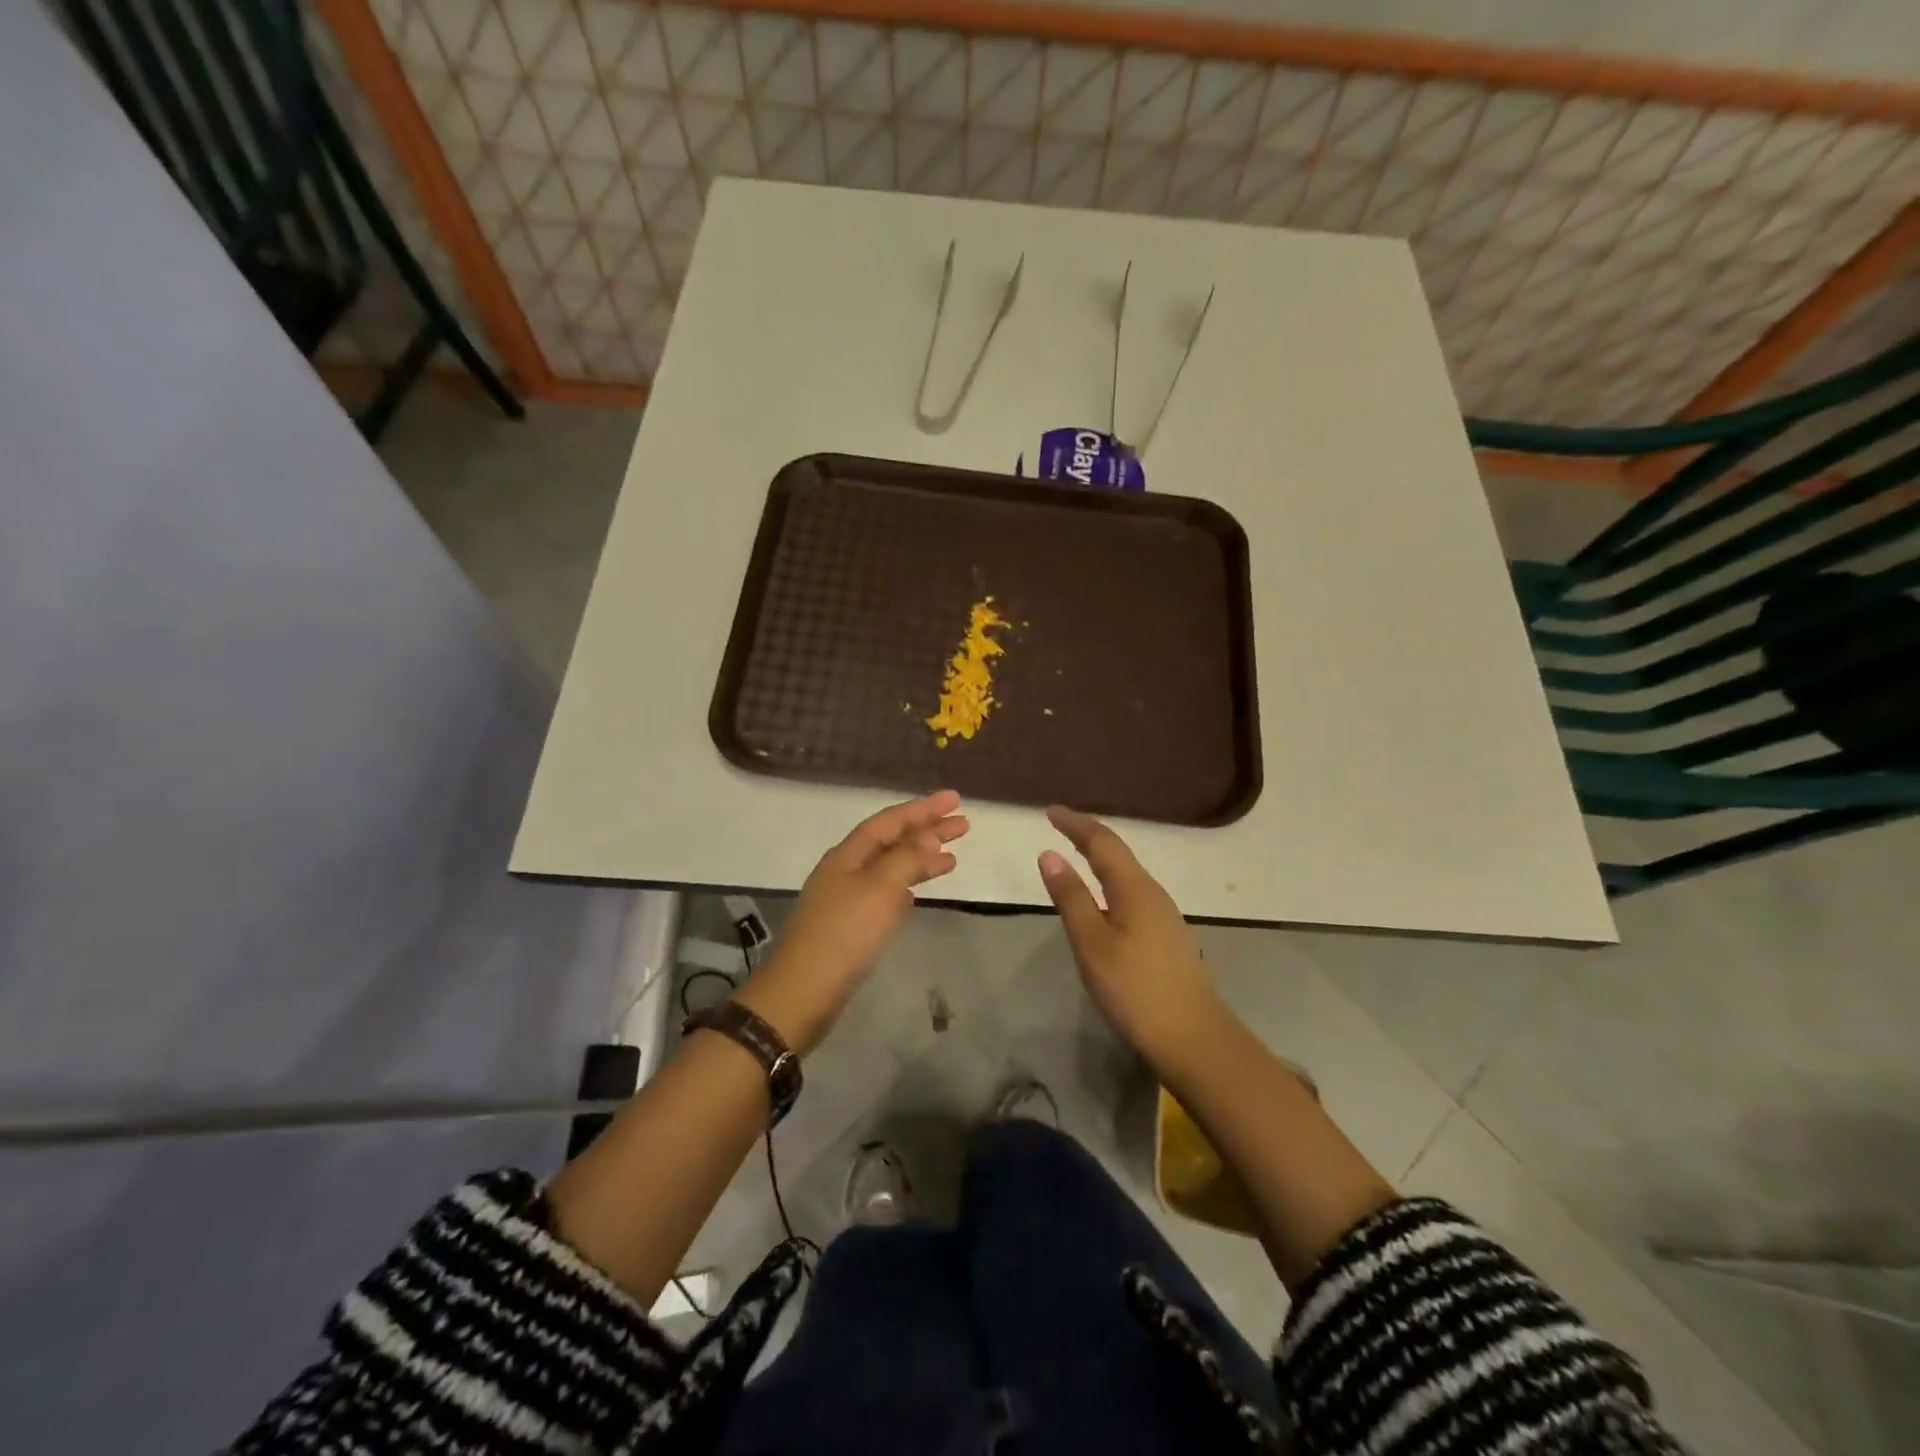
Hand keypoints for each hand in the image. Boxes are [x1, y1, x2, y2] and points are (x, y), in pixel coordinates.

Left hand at [736, 791, 967, 1054]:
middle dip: (927, 831)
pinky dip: (906, 887)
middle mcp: (846, 869)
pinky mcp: (850, 925)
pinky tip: (918, 893)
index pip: (891, 821)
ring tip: (952, 858)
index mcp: (849, 854)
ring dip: (920, 860)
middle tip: (963, 825)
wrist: (804, 992)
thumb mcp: (880, 888)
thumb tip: (929, 837)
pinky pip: (884, 894)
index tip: (955, 800)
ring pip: (890, 868)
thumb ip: (907, 859)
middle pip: (892, 841)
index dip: (923, 808)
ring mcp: (846, 898)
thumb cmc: (845, 933)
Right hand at [1038, 805, 1222, 1066]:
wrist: (1193, 1038)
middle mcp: (1153, 893)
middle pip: (1118, 853)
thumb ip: (1071, 897)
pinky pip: (1132, 893)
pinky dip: (1110, 881)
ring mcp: (1164, 916)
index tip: (1050, 812)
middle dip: (1088, 836)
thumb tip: (1049, 854)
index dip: (1075, 824)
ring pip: (1127, 874)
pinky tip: (1103, 898)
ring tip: (1076, 854)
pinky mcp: (1166, 937)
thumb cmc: (1135, 988)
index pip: (1102, 842)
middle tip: (1060, 826)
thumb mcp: (1092, 943)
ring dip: (1101, 858)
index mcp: (1134, 888)